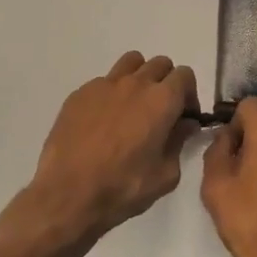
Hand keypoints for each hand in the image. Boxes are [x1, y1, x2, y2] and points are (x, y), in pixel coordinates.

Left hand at [23, 52, 198, 250]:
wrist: (67, 194)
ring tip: (133, 105)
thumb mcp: (165, 175)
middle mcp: (135, 83)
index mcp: (161, 100)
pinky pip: (104, 82)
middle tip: (161, 111)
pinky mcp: (80, 93)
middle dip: (167, 83)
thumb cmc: (122, 187)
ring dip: (140, 77)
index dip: (189, 94)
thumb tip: (185, 124)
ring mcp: (104, 85)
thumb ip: (179, 142)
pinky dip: (111, 93)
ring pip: (131, 63)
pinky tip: (103, 121)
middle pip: (160, 64)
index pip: (185, 75)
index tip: (184, 116)